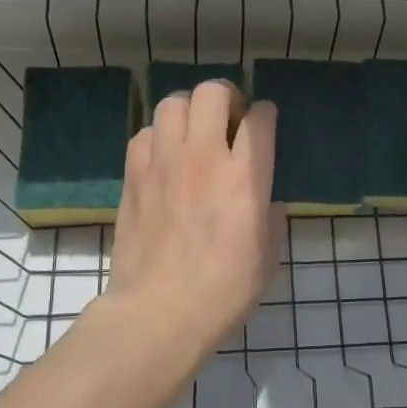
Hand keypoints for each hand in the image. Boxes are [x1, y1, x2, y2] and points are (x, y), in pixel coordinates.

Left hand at [105, 80, 280, 368]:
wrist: (158, 314)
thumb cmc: (222, 292)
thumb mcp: (268, 258)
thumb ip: (272, 218)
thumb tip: (267, 201)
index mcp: (244, 178)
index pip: (259, 118)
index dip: (266, 114)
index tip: (265, 123)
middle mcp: (203, 157)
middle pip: (213, 92)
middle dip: (227, 97)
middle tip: (230, 121)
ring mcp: (163, 163)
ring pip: (173, 103)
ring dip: (189, 110)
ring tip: (194, 133)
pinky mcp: (133, 176)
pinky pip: (145, 133)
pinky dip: (159, 136)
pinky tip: (165, 158)